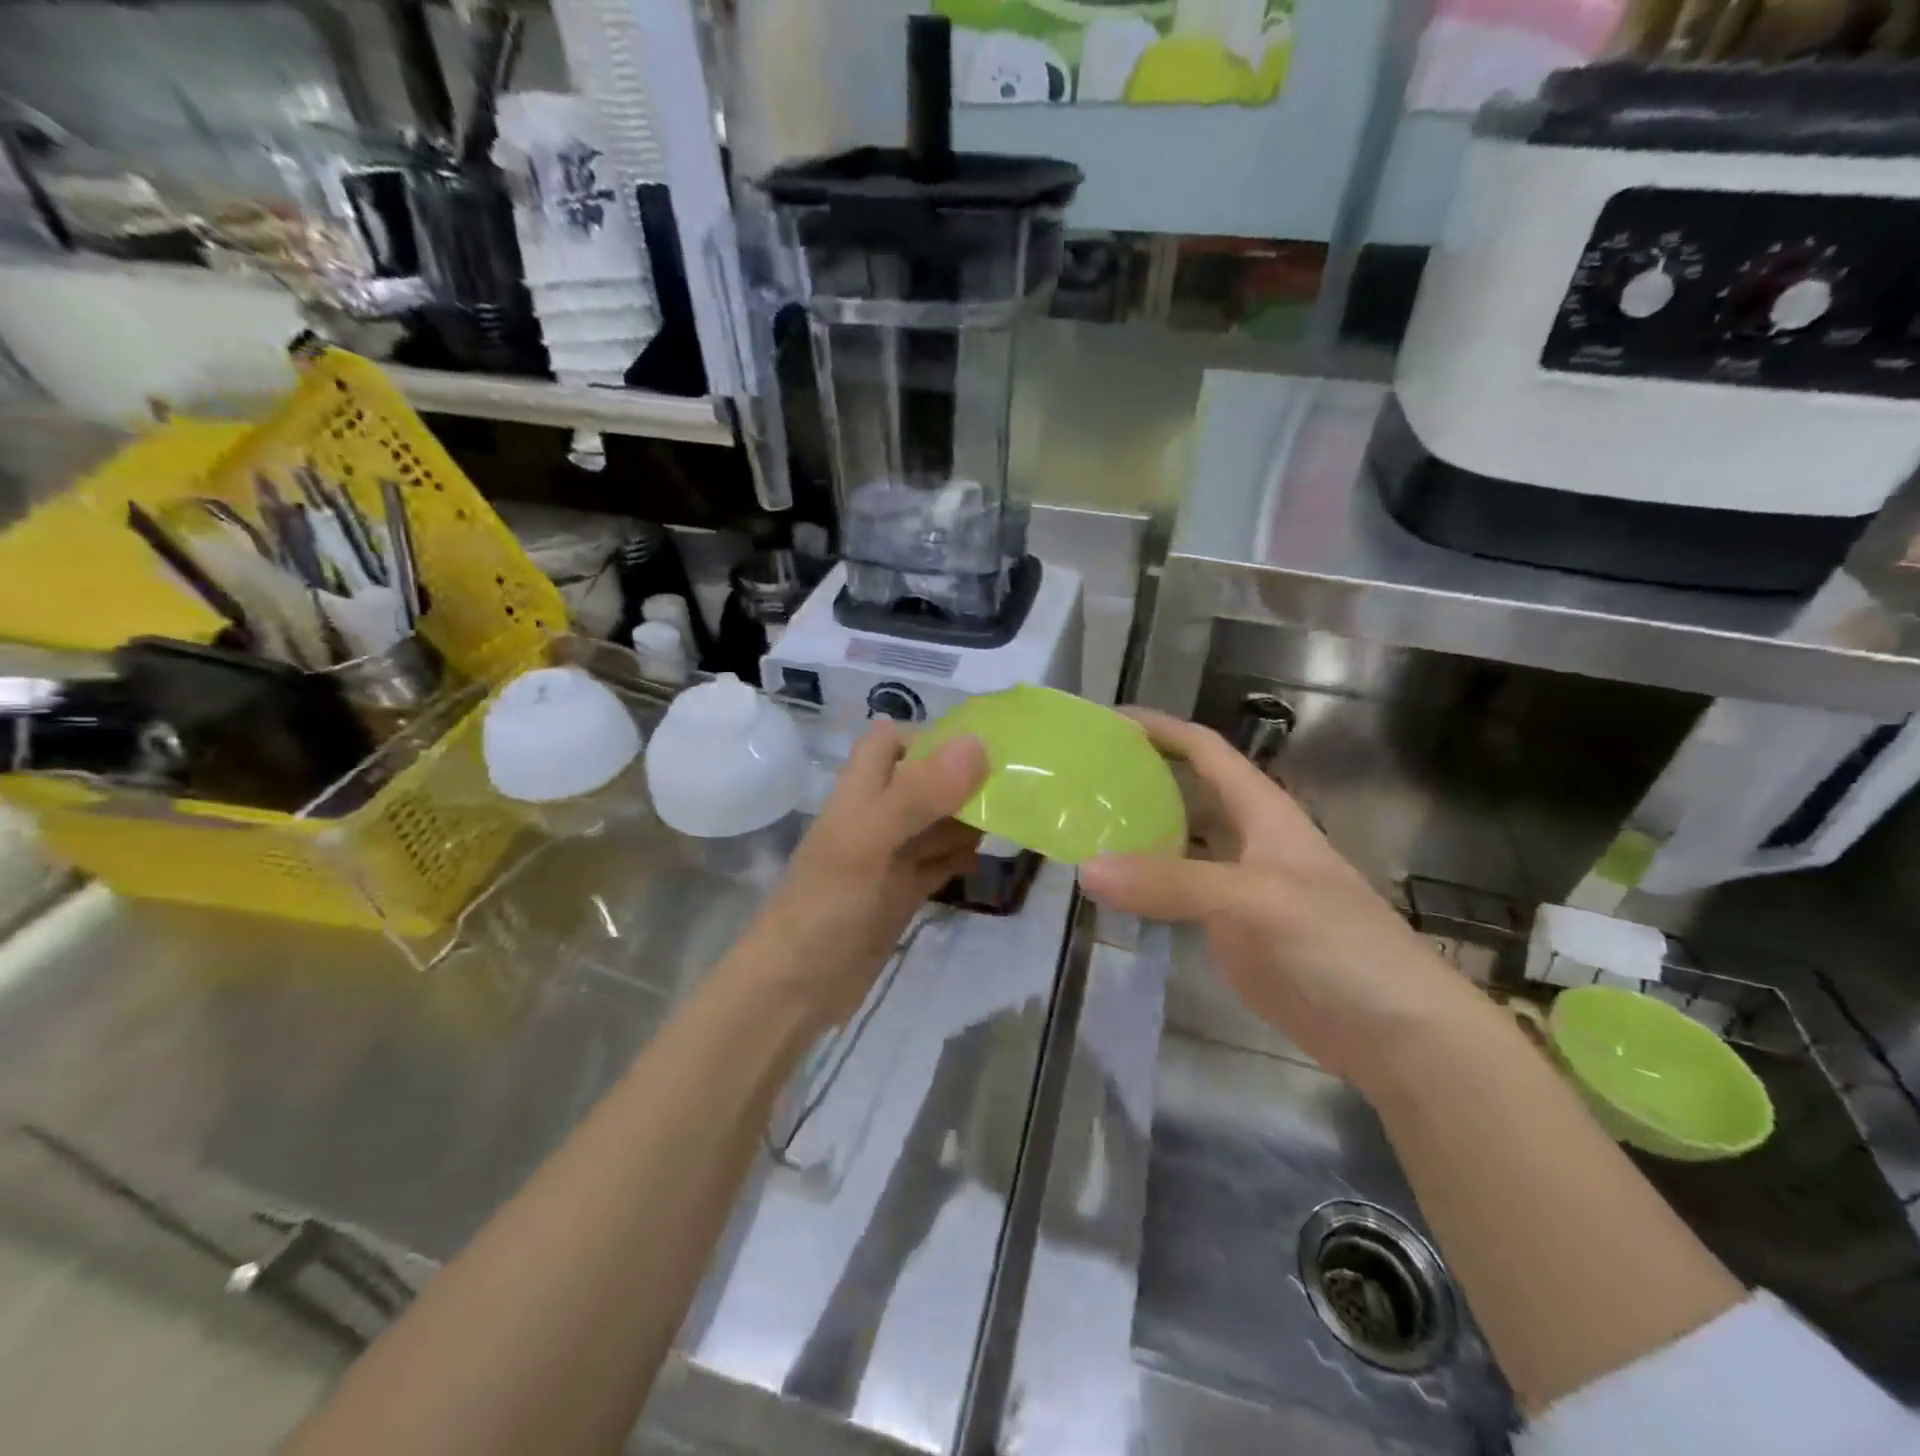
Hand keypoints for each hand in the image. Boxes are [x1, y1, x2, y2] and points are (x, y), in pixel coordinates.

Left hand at [731, 722, 987, 1029]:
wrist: (796, 988)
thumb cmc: (827, 904)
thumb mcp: (870, 840)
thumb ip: (919, 793)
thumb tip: (979, 743)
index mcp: (861, 790)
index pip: (894, 740)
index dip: (932, 739)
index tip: (983, 755)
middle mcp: (877, 815)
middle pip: (926, 780)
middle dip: (965, 782)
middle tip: (1015, 791)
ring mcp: (890, 855)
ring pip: (938, 821)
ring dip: (969, 819)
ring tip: (1012, 821)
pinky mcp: (903, 891)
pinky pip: (939, 862)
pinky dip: (961, 857)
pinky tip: (985, 860)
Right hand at [1079, 709, 1483, 1092]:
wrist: (1392, 1033)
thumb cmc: (1339, 944)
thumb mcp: (1257, 899)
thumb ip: (1173, 882)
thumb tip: (1085, 868)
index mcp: (1262, 811)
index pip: (1205, 750)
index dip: (1161, 729)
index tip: (1106, 722)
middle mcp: (1245, 840)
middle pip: (1184, 794)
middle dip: (1137, 779)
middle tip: (1077, 780)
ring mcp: (1235, 888)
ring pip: (1175, 846)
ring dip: (1133, 835)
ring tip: (1077, 827)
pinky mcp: (1227, 932)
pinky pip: (1173, 896)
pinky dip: (1141, 887)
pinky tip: (1105, 890)